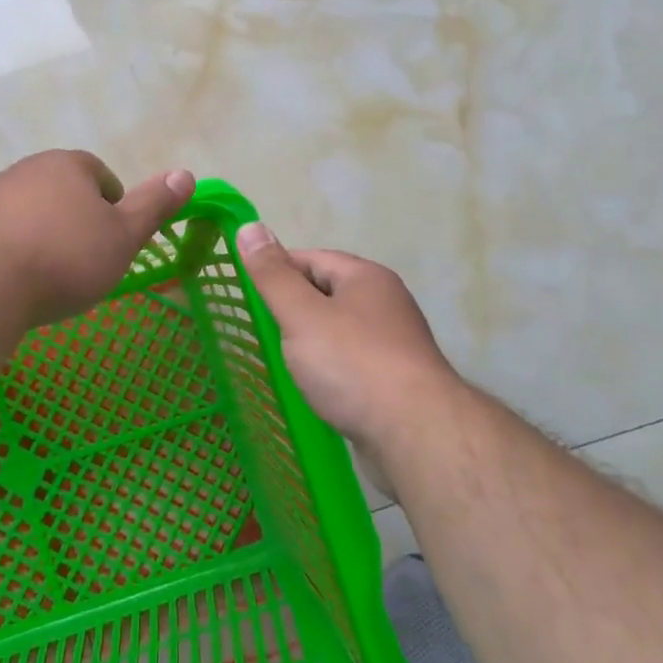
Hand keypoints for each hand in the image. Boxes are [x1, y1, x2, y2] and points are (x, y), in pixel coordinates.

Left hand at [0, 151, 194, 327]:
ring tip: (45, 274)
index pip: (99, 174)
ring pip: (23, 211)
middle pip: (58, 190)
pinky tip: (8, 281)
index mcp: (67, 166)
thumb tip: (186, 174)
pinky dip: (2, 250)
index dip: (111, 203)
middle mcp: (25, 171)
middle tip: (83, 258)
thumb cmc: (66, 258)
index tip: (113, 236)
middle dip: (72, 217)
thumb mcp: (124, 236)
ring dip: (36, 232)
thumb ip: (154, 205)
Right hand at [237, 224, 464, 451]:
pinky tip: (312, 388)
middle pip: (327, 293)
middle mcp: (385, 303)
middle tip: (258, 327)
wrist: (415, 435)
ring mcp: (394, 344)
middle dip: (293, 307)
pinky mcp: (395, 381)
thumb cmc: (353, 364)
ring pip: (339, 331)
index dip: (276, 270)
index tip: (247, 293)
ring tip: (280, 359)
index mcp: (366, 277)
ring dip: (311, 342)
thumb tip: (249, 227)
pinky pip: (351, 364)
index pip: (311, 258)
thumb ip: (273, 275)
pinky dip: (329, 370)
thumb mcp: (302, 314)